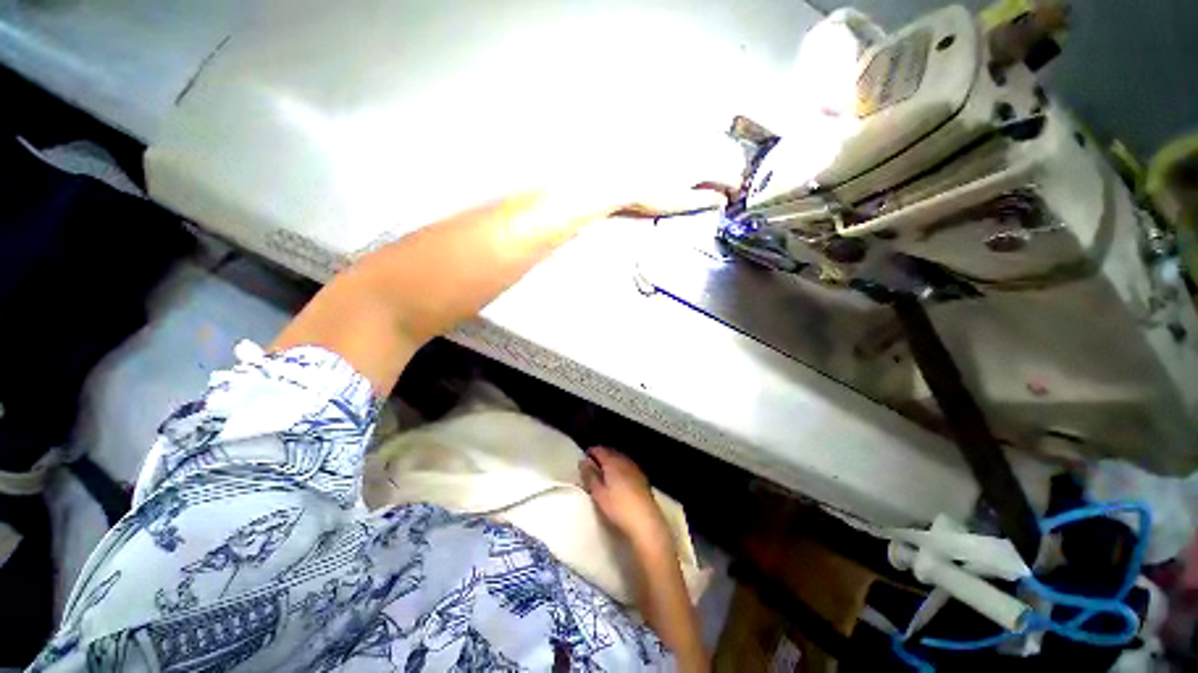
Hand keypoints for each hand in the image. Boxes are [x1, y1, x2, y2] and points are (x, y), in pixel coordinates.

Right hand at [580, 447, 670, 550]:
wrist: (646, 520)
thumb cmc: (618, 507)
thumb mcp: (598, 493)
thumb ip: (590, 476)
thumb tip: (583, 462)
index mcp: (612, 462)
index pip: (600, 450)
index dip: (591, 451)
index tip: (585, 456)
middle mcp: (624, 461)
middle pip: (611, 452)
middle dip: (602, 455)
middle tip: (593, 463)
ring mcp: (635, 469)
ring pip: (620, 459)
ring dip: (611, 461)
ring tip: (604, 470)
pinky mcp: (642, 478)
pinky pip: (627, 466)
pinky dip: (620, 468)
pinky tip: (618, 477)